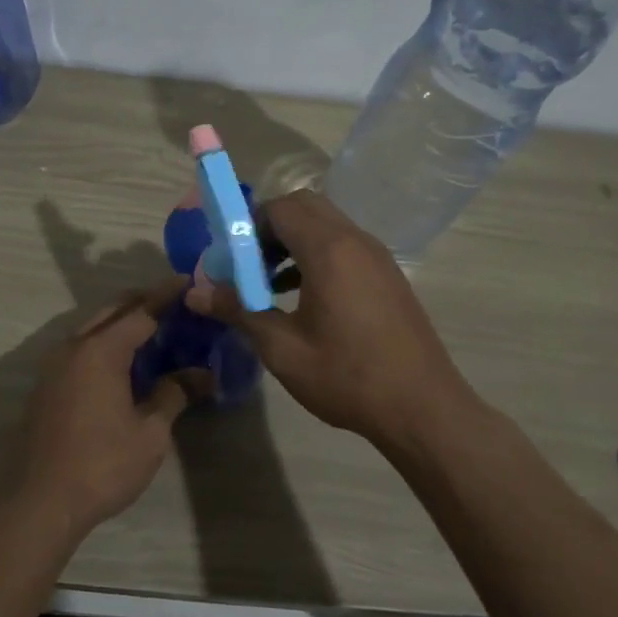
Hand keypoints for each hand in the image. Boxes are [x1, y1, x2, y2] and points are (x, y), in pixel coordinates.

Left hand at [15, 281, 192, 538]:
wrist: (40, 500)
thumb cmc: (102, 464)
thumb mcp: (150, 433)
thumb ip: (174, 394)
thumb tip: (202, 374)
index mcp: (100, 350)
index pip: (140, 311)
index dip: (166, 297)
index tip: (187, 282)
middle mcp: (73, 347)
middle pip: (112, 312)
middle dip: (141, 303)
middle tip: (173, 304)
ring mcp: (54, 366)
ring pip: (92, 328)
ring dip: (120, 323)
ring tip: (152, 330)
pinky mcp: (46, 386)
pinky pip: (80, 349)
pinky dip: (104, 343)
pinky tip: (122, 362)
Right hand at [186, 190, 480, 450]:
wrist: (423, 409)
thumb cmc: (347, 377)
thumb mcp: (282, 348)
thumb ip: (238, 311)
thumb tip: (194, 293)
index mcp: (329, 250)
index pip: (280, 208)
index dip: (248, 226)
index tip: (230, 260)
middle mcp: (356, 241)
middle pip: (304, 207)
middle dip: (269, 227)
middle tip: (249, 265)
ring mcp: (377, 257)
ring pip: (326, 225)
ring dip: (293, 241)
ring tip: (269, 283)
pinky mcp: (388, 275)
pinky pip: (344, 246)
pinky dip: (317, 254)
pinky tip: (302, 297)